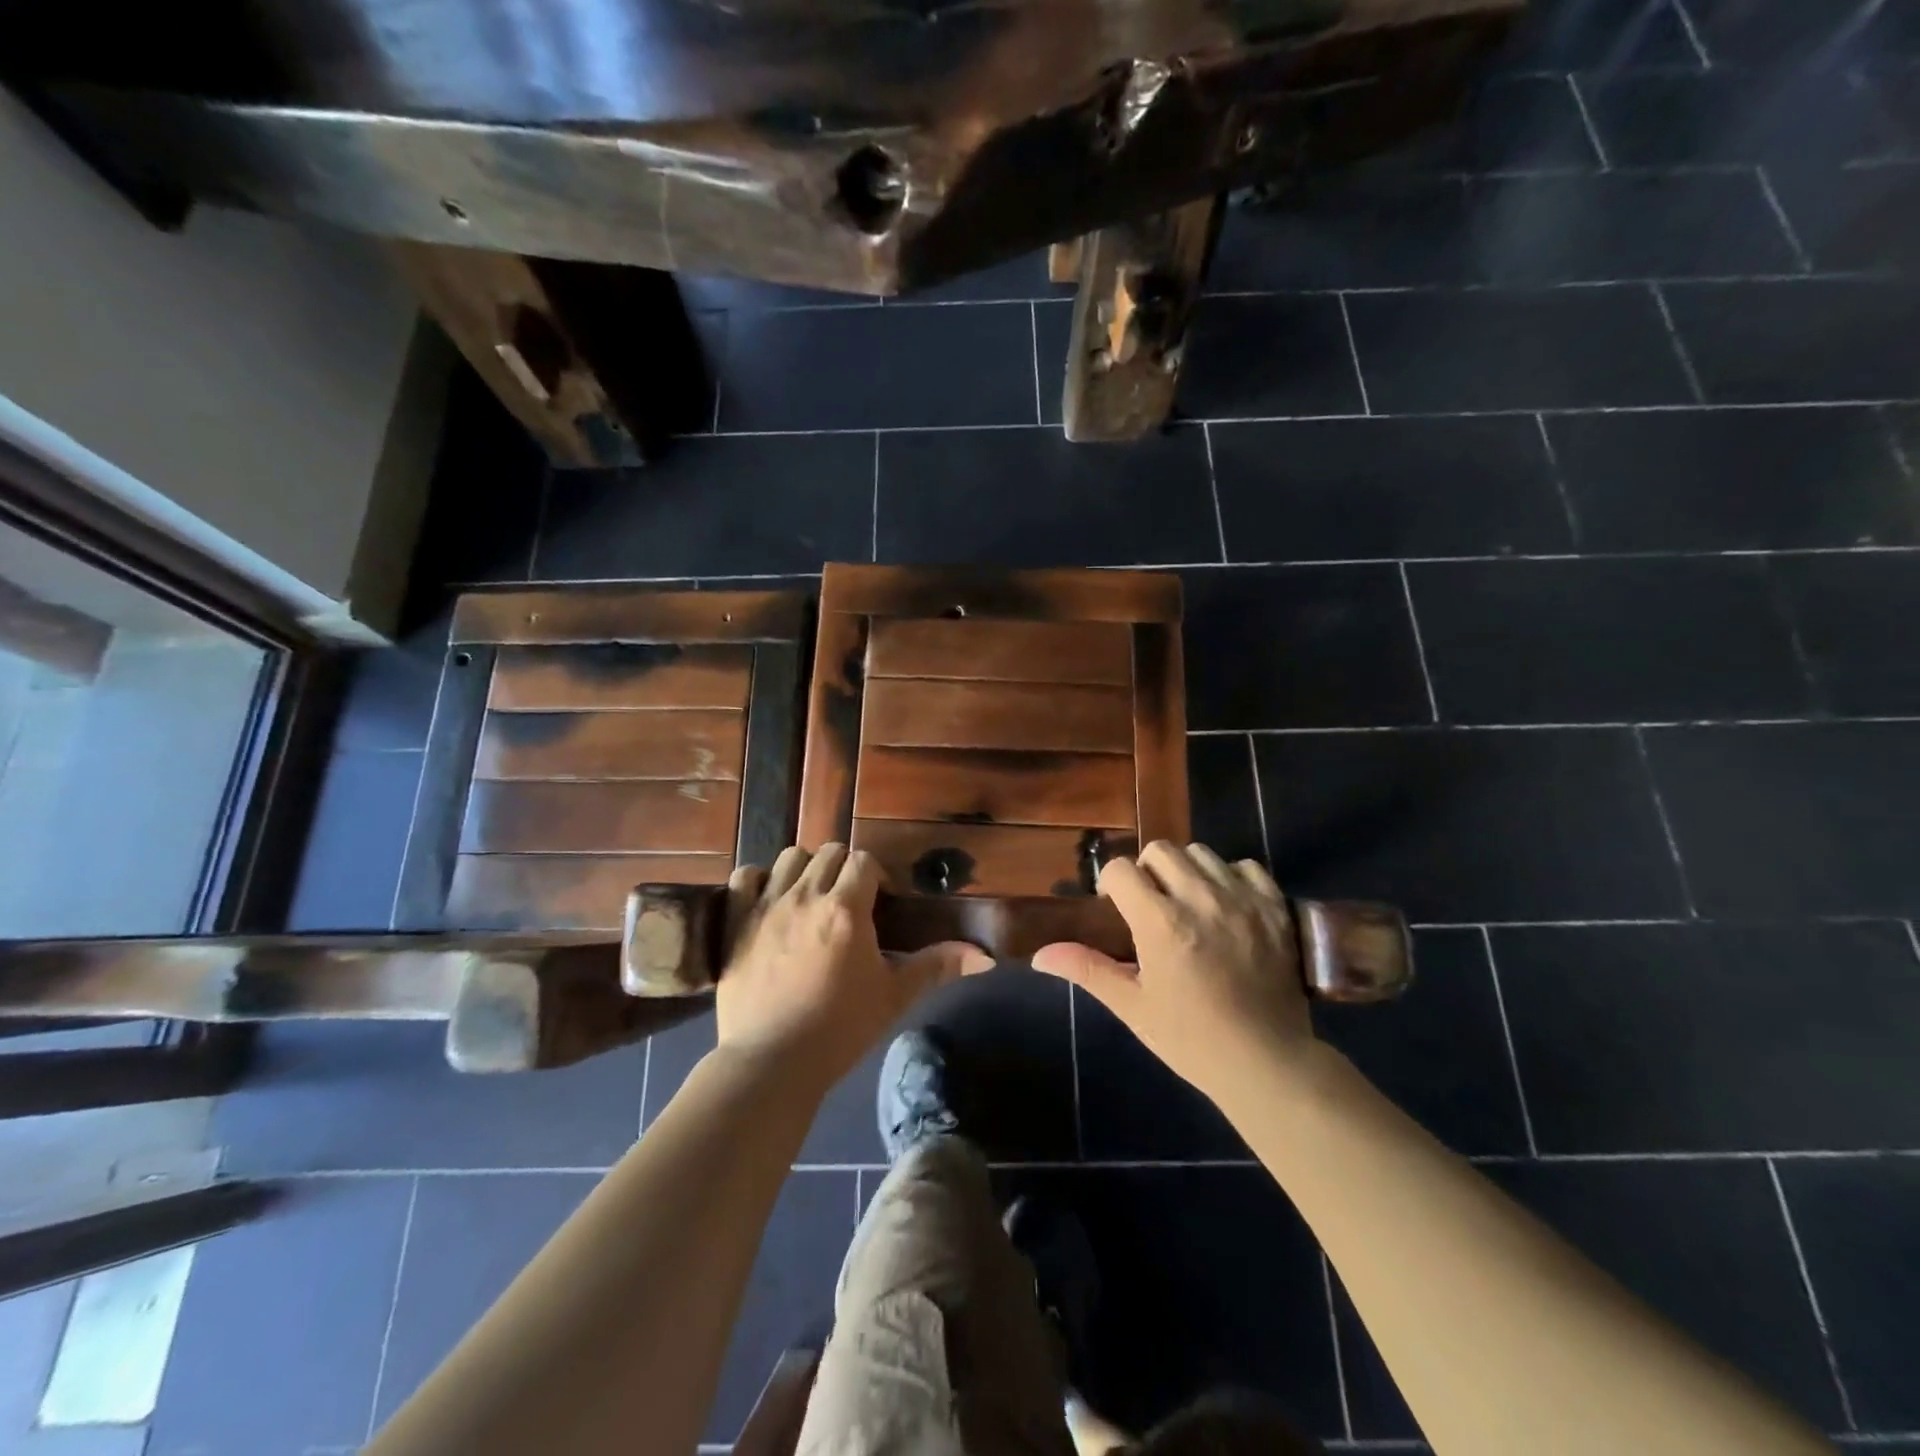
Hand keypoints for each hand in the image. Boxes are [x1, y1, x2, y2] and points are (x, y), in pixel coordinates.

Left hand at [715, 844, 992, 1091]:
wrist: (772, 1062)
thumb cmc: (839, 1029)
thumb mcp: (894, 996)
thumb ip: (937, 967)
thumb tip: (985, 958)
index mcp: (846, 909)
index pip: (864, 861)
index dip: (875, 875)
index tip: (879, 901)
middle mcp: (806, 896)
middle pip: (829, 852)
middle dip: (843, 868)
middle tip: (848, 900)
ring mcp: (767, 906)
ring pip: (789, 858)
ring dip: (804, 868)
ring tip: (810, 896)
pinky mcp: (735, 922)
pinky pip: (744, 877)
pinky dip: (757, 880)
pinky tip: (768, 899)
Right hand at [1031, 841, 1312, 1100]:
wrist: (1267, 1064)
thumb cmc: (1191, 1039)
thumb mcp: (1133, 1006)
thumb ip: (1087, 969)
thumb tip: (1040, 955)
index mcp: (1161, 923)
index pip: (1122, 869)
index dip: (1112, 884)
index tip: (1117, 910)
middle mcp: (1201, 899)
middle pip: (1161, 850)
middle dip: (1147, 871)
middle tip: (1151, 905)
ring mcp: (1243, 900)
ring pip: (1202, 853)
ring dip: (1187, 871)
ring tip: (1189, 903)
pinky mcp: (1276, 908)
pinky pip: (1247, 866)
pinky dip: (1232, 877)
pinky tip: (1227, 905)